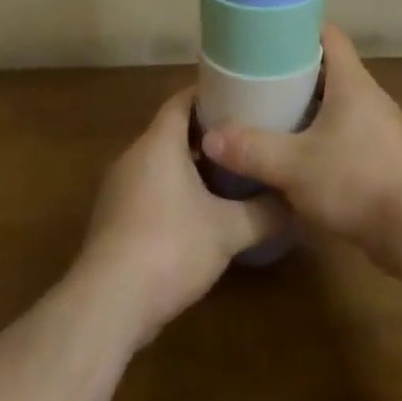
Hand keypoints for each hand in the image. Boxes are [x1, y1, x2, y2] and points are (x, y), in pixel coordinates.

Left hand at [77, 87, 285, 347]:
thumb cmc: (169, 247)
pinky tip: (198, 217)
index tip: (241, 98)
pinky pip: (147, 191)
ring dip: (190, 167)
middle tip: (243, 140)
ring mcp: (118, 189)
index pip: (182, 100)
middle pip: (172, 131)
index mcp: (158, 142)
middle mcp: (133, 156)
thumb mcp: (227, 231)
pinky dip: (172, 193)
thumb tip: (294, 203)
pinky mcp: (112, 221)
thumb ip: (263, 213)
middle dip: (207, 135)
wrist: (107, 306)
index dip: (210, 95)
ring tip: (228, 178)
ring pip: (159, 164)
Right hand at [200, 24, 401, 272]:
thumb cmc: (356, 179)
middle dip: (298, 74)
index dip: (300, 30)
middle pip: (332, 71)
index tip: (270, 37)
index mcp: (352, 82)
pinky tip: (305, 161)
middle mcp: (370, 97)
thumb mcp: (294, 165)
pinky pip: (351, 136)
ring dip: (312, 111)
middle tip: (261, 83)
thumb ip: (252, 149)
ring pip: (341, 107)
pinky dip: (328, 140)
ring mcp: (383, 129)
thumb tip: (210, 137)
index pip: (329, 36)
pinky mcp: (388, 159)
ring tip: (276, 120)